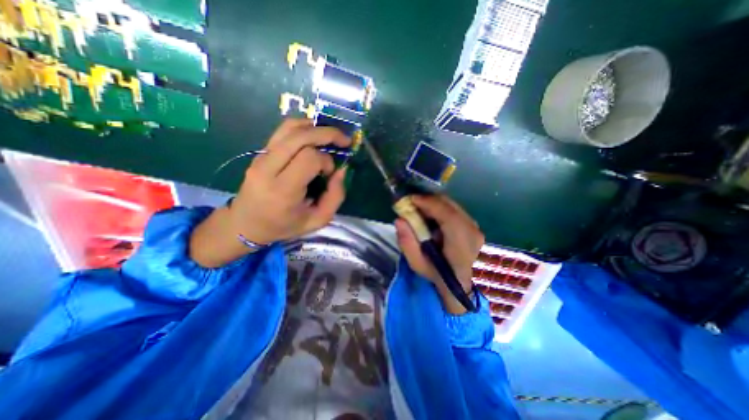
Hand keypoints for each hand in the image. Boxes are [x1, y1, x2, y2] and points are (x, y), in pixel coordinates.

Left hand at [229, 119, 351, 242]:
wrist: (246, 224)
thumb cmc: (284, 226)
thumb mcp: (317, 221)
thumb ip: (335, 197)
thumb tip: (341, 170)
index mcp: (283, 190)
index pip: (309, 158)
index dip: (326, 161)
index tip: (329, 174)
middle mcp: (269, 168)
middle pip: (300, 136)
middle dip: (327, 134)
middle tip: (344, 140)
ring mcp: (261, 157)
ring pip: (290, 127)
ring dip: (315, 127)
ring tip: (330, 136)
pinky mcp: (260, 152)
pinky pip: (283, 131)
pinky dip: (303, 128)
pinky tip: (314, 136)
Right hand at [397, 195, 485, 313]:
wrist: (464, 286)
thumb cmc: (439, 277)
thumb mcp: (418, 265)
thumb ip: (407, 243)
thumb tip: (399, 220)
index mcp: (460, 243)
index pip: (446, 214)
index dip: (428, 202)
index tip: (409, 200)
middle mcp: (472, 230)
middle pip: (449, 205)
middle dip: (428, 200)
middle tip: (411, 204)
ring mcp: (476, 227)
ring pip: (452, 205)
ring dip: (434, 204)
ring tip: (419, 209)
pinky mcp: (474, 226)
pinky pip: (455, 210)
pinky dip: (441, 208)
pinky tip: (431, 216)